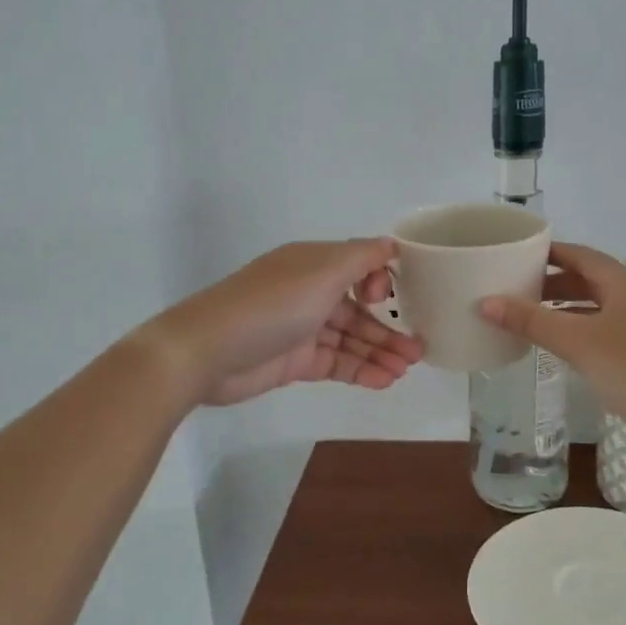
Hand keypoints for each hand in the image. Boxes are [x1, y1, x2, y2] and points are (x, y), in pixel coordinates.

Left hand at [141, 238, 424, 406]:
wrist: (206, 352)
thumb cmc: (271, 305)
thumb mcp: (321, 272)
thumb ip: (361, 258)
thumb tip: (391, 244)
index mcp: (313, 264)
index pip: (357, 267)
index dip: (379, 282)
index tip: (392, 298)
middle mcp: (309, 292)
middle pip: (358, 309)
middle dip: (389, 327)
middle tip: (419, 350)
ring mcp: (301, 328)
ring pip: (350, 339)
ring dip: (379, 352)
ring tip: (407, 369)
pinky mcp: (294, 361)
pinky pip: (335, 362)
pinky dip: (360, 370)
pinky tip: (384, 381)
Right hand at [479, 242, 625, 473]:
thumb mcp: (578, 343)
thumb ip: (532, 321)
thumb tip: (485, 302)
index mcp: (621, 283)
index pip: (578, 254)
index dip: (547, 252)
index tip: (515, 254)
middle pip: (586, 278)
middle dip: (550, 282)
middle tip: (514, 288)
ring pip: (595, 305)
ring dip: (563, 307)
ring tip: (528, 315)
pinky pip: (603, 328)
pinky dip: (578, 328)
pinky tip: (560, 346)